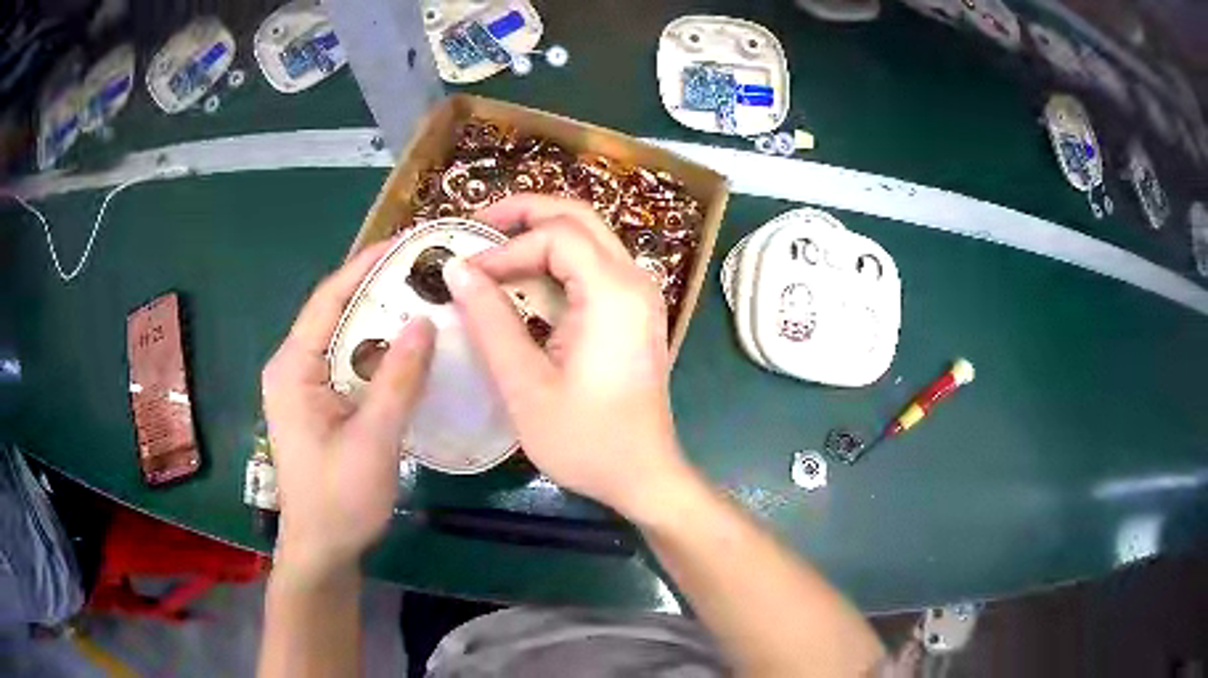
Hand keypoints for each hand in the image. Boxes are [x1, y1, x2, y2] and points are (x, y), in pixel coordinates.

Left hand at [262, 240, 435, 578]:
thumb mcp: (373, 439)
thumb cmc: (340, 499)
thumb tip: (425, 320)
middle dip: (377, 286)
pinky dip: (379, 350)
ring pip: (345, 337)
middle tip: (425, 268)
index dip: (365, 265)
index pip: (328, 299)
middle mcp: (293, 367)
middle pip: (336, 312)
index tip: (406, 242)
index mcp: (293, 368)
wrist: (322, 550)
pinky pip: (350, 363)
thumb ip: (397, 379)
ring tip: (424, 297)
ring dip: (380, 317)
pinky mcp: (320, 403)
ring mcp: (305, 386)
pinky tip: (409, 347)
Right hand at [443, 195, 692, 519]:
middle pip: (578, 218)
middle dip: (525, 213)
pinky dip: (556, 262)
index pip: (554, 237)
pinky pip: (594, 266)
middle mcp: (634, 280)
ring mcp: (640, 294)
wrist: (643, 476)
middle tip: (476, 224)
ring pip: (588, 237)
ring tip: (492, 248)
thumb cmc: (586, 440)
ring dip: (540, 234)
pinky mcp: (634, 312)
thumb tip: (457, 269)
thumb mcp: (526, 385)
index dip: (503, 249)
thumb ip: (490, 321)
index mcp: (613, 293)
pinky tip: (523, 280)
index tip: (465, 275)